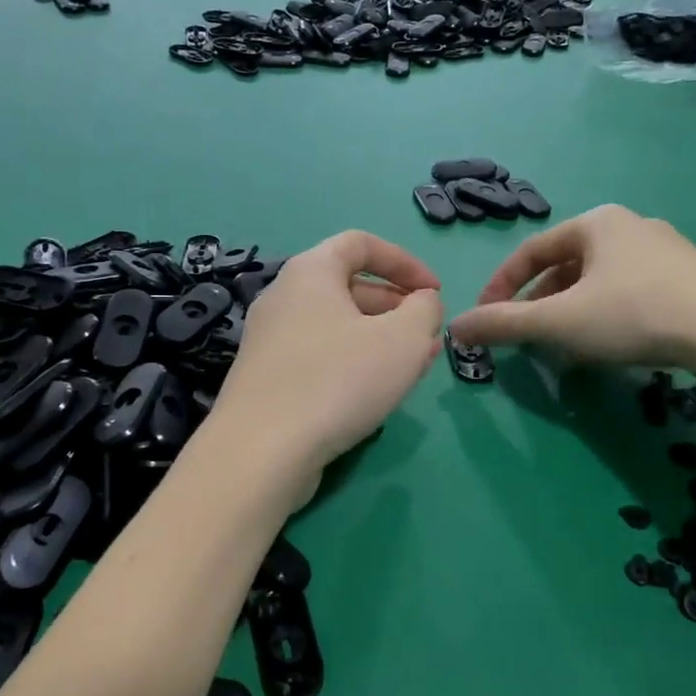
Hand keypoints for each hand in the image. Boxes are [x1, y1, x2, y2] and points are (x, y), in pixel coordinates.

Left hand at [207, 232, 444, 508]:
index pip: (360, 243)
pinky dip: (354, 361)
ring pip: (338, 325)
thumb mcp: (403, 340)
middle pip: (349, 286)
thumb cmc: (337, 381)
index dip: (405, 261)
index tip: (434, 292)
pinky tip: (377, 391)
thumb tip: (422, 301)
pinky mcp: (267, 378)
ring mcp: (270, 339)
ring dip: (381, 338)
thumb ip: (425, 310)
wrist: (260, 452)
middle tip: (428, 335)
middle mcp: (284, 297)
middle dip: (396, 306)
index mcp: (311, 271)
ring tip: (415, 366)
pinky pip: (320, 354)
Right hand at [446, 204, 695, 385]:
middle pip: (566, 265)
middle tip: (527, 336)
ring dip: (572, 310)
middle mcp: (631, 225)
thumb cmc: (635, 314)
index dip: (502, 285)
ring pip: (599, 279)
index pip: (532, 251)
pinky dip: (606, 313)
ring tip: (565, 344)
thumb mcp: (560, 321)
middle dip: (540, 302)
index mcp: (596, 222)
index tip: (486, 318)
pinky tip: (611, 343)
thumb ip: (504, 324)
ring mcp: (666, 249)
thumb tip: (456, 327)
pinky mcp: (692, 277)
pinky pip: (631, 290)